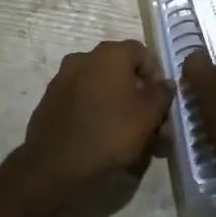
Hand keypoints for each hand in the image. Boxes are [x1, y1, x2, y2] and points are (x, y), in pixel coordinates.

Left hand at [22, 39, 174, 184]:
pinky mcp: (51, 102)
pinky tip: (106, 140)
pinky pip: (83, 102)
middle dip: (140, 98)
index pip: (142, 52)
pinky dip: (98, 114)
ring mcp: (63, 79)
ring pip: (102, 89)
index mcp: (108, 54)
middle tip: (153, 128)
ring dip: (121, 108)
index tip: (163, 103)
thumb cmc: (110, 132)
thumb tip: (165, 83)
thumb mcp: (148, 114)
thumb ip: (161, 94)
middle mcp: (83, 58)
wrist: (55, 164)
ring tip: (133, 141)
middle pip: (122, 72)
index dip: (157, 76)